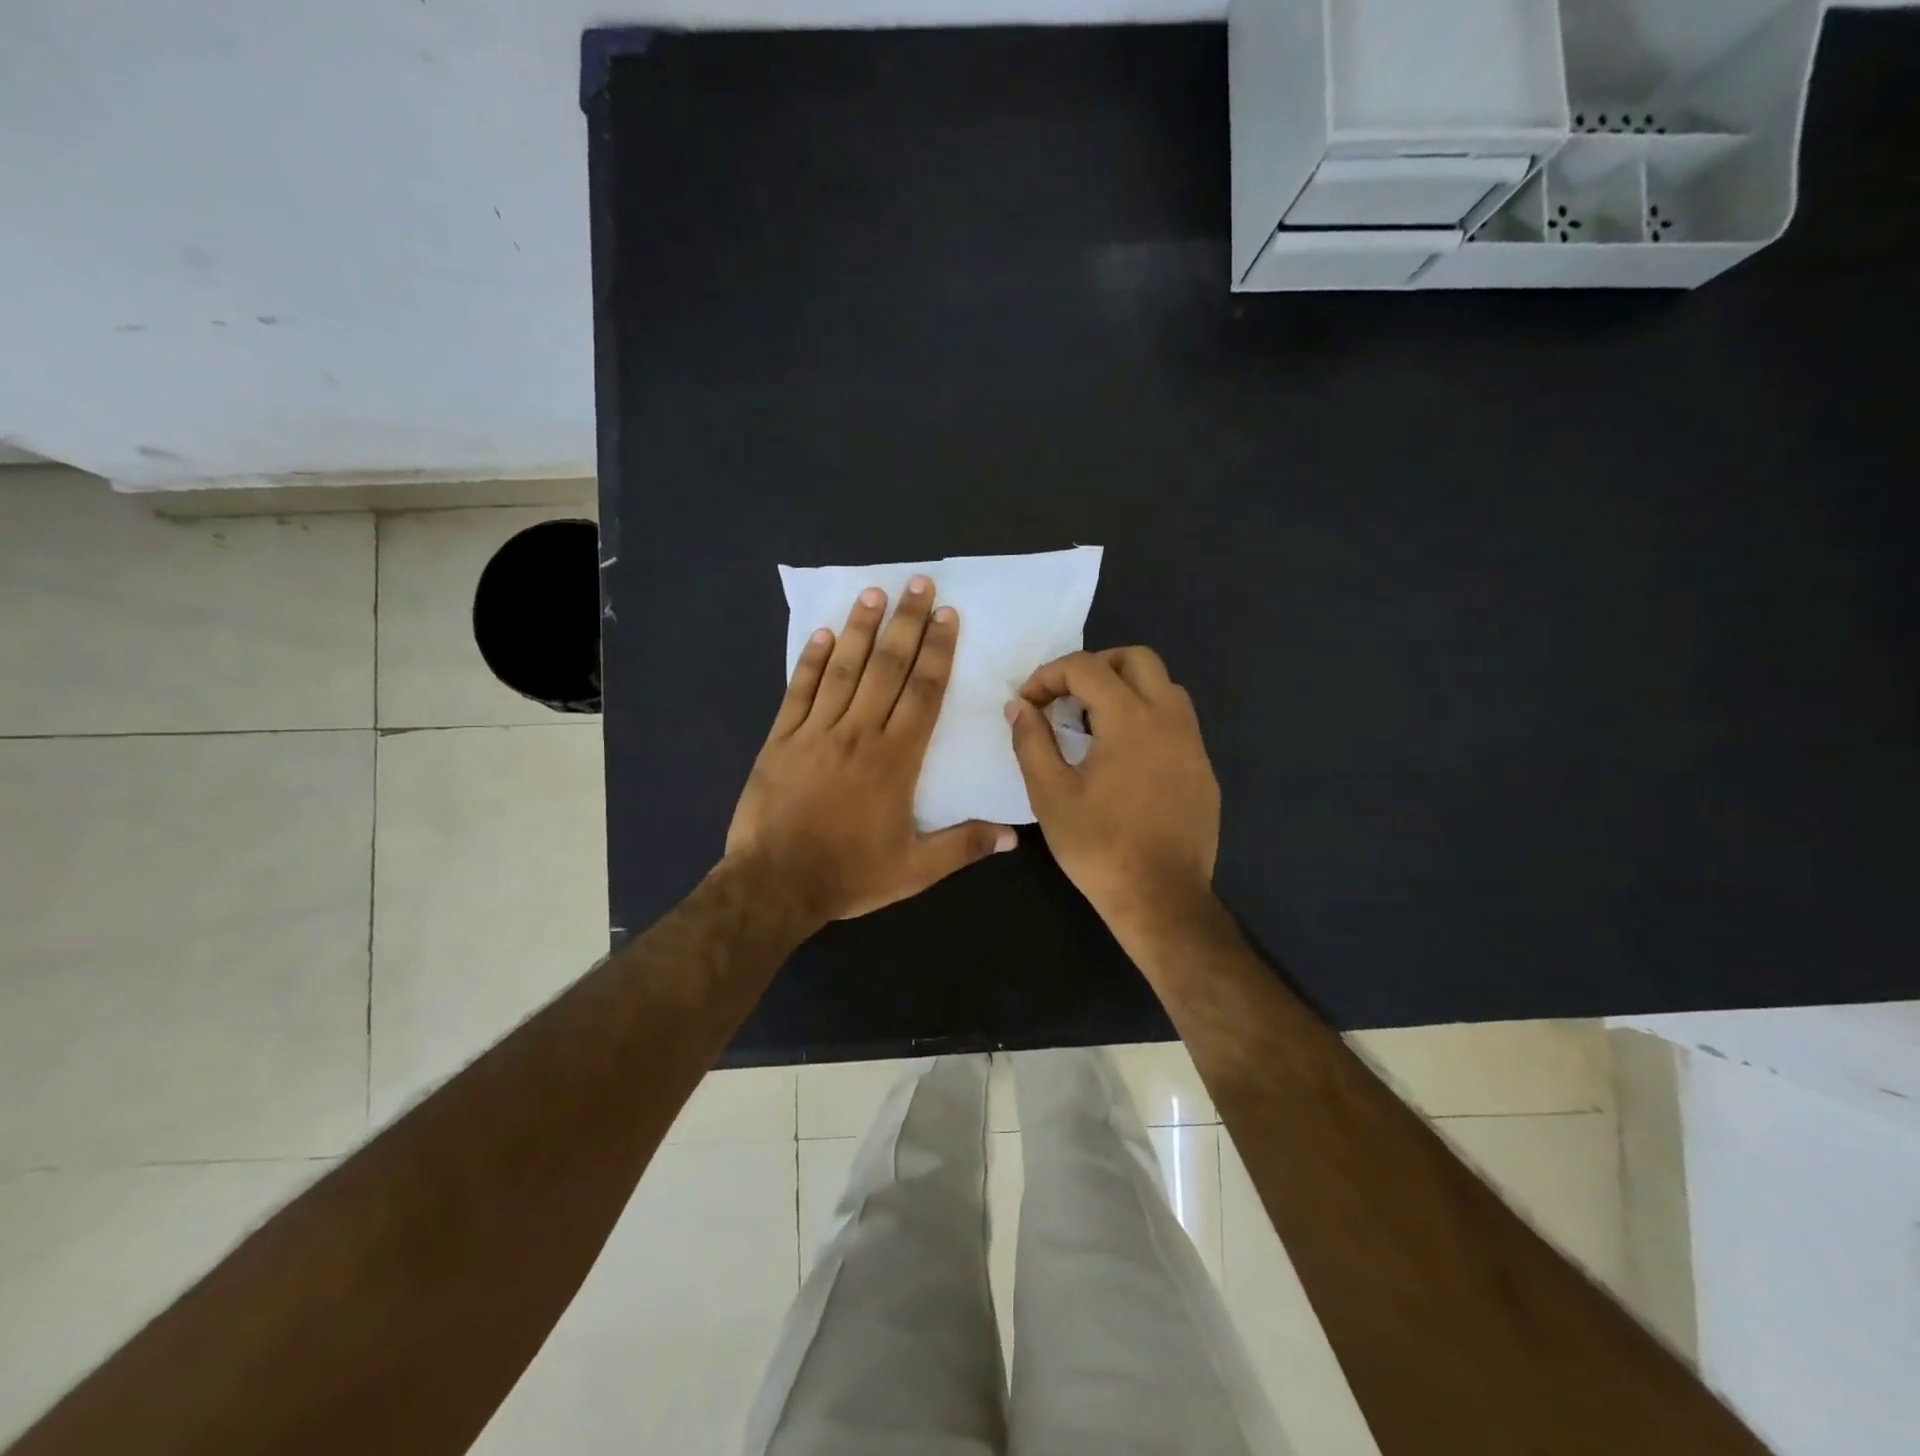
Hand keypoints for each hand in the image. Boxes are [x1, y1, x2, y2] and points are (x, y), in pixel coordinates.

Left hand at [726, 576, 1015, 927]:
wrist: (775, 884)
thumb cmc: (849, 875)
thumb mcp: (914, 870)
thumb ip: (963, 846)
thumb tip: (1014, 837)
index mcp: (895, 759)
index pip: (923, 692)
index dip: (938, 651)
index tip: (947, 616)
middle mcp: (858, 733)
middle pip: (887, 667)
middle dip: (906, 623)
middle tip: (918, 584)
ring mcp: (815, 732)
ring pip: (843, 669)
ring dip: (860, 629)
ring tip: (874, 592)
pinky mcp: (781, 739)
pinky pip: (798, 690)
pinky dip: (810, 661)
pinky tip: (821, 633)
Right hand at [1006, 647, 1220, 938]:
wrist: (1161, 898)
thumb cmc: (1099, 846)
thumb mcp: (1050, 794)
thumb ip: (1031, 741)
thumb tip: (1019, 706)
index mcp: (1130, 718)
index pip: (1087, 667)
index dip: (1049, 675)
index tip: (1029, 703)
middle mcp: (1169, 718)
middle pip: (1137, 658)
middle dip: (1096, 666)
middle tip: (1067, 697)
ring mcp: (1193, 743)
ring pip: (1164, 687)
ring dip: (1126, 689)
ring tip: (1094, 723)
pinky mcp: (1203, 769)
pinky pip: (1176, 722)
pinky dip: (1147, 719)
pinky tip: (1125, 758)